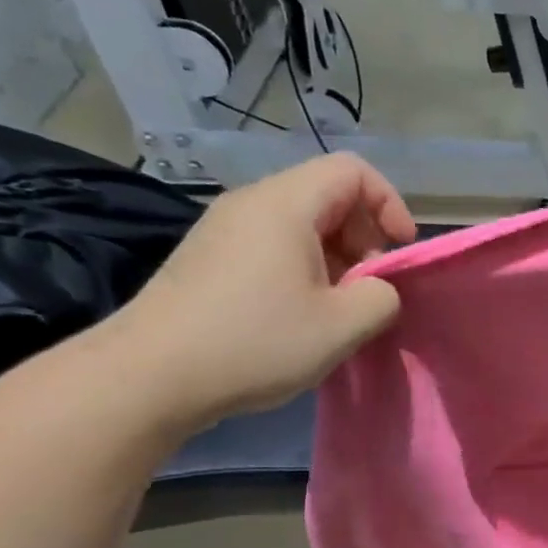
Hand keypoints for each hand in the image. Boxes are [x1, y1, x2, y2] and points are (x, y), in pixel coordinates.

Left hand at [109, 154, 415, 431]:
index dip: (389, 204)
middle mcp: (251, 203)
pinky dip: (303, 268)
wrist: (148, 376)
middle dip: (364, 235)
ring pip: (301, 222)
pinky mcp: (209, 257)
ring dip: (336, 257)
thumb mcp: (342, 326)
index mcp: (285, 205)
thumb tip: (378, 289)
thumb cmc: (255, 342)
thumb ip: (383, 296)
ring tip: (338, 307)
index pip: (353, 171)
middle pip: (327, 194)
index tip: (398, 251)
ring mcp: (224, 229)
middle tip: (370, 287)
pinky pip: (273, 244)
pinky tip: (299, 315)